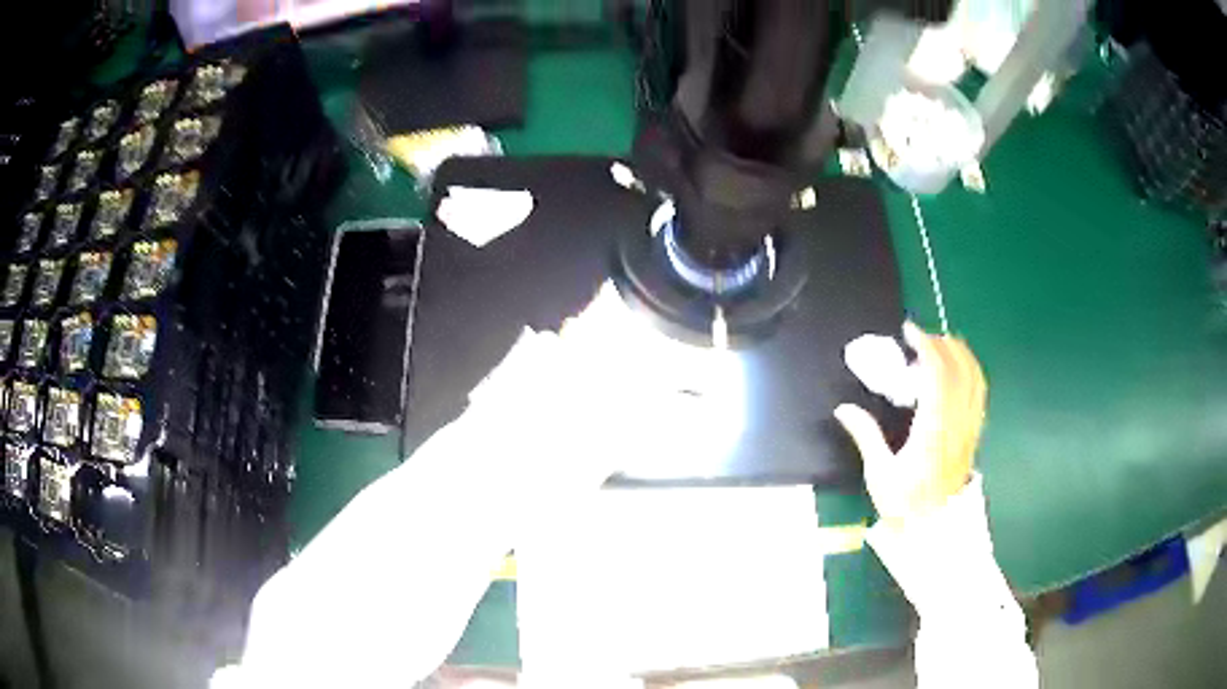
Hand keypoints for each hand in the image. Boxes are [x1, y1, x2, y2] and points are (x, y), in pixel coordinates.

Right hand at [835, 322, 986, 525]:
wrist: (935, 528)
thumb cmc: (906, 504)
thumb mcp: (880, 473)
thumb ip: (865, 436)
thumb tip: (843, 408)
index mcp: (933, 429)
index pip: (937, 374)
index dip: (926, 346)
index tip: (909, 332)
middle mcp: (956, 422)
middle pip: (959, 368)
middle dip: (941, 343)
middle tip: (921, 338)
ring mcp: (969, 427)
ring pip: (974, 377)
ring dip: (960, 353)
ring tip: (941, 345)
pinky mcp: (974, 433)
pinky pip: (979, 392)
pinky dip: (971, 371)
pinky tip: (959, 369)